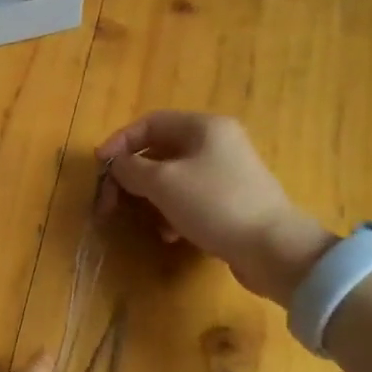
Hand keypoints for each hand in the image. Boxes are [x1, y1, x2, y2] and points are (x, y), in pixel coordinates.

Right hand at [97, 111, 330, 297]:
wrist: (272, 248)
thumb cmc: (214, 204)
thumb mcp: (163, 183)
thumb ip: (132, 169)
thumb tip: (117, 165)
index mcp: (203, 127)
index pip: (150, 123)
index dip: (119, 142)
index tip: (99, 167)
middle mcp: (217, 142)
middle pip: (160, 150)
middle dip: (132, 176)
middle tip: (111, 201)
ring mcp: (227, 172)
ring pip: (174, 177)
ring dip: (151, 197)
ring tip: (142, 220)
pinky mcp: (232, 200)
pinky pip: (191, 198)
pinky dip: (173, 212)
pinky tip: (170, 235)